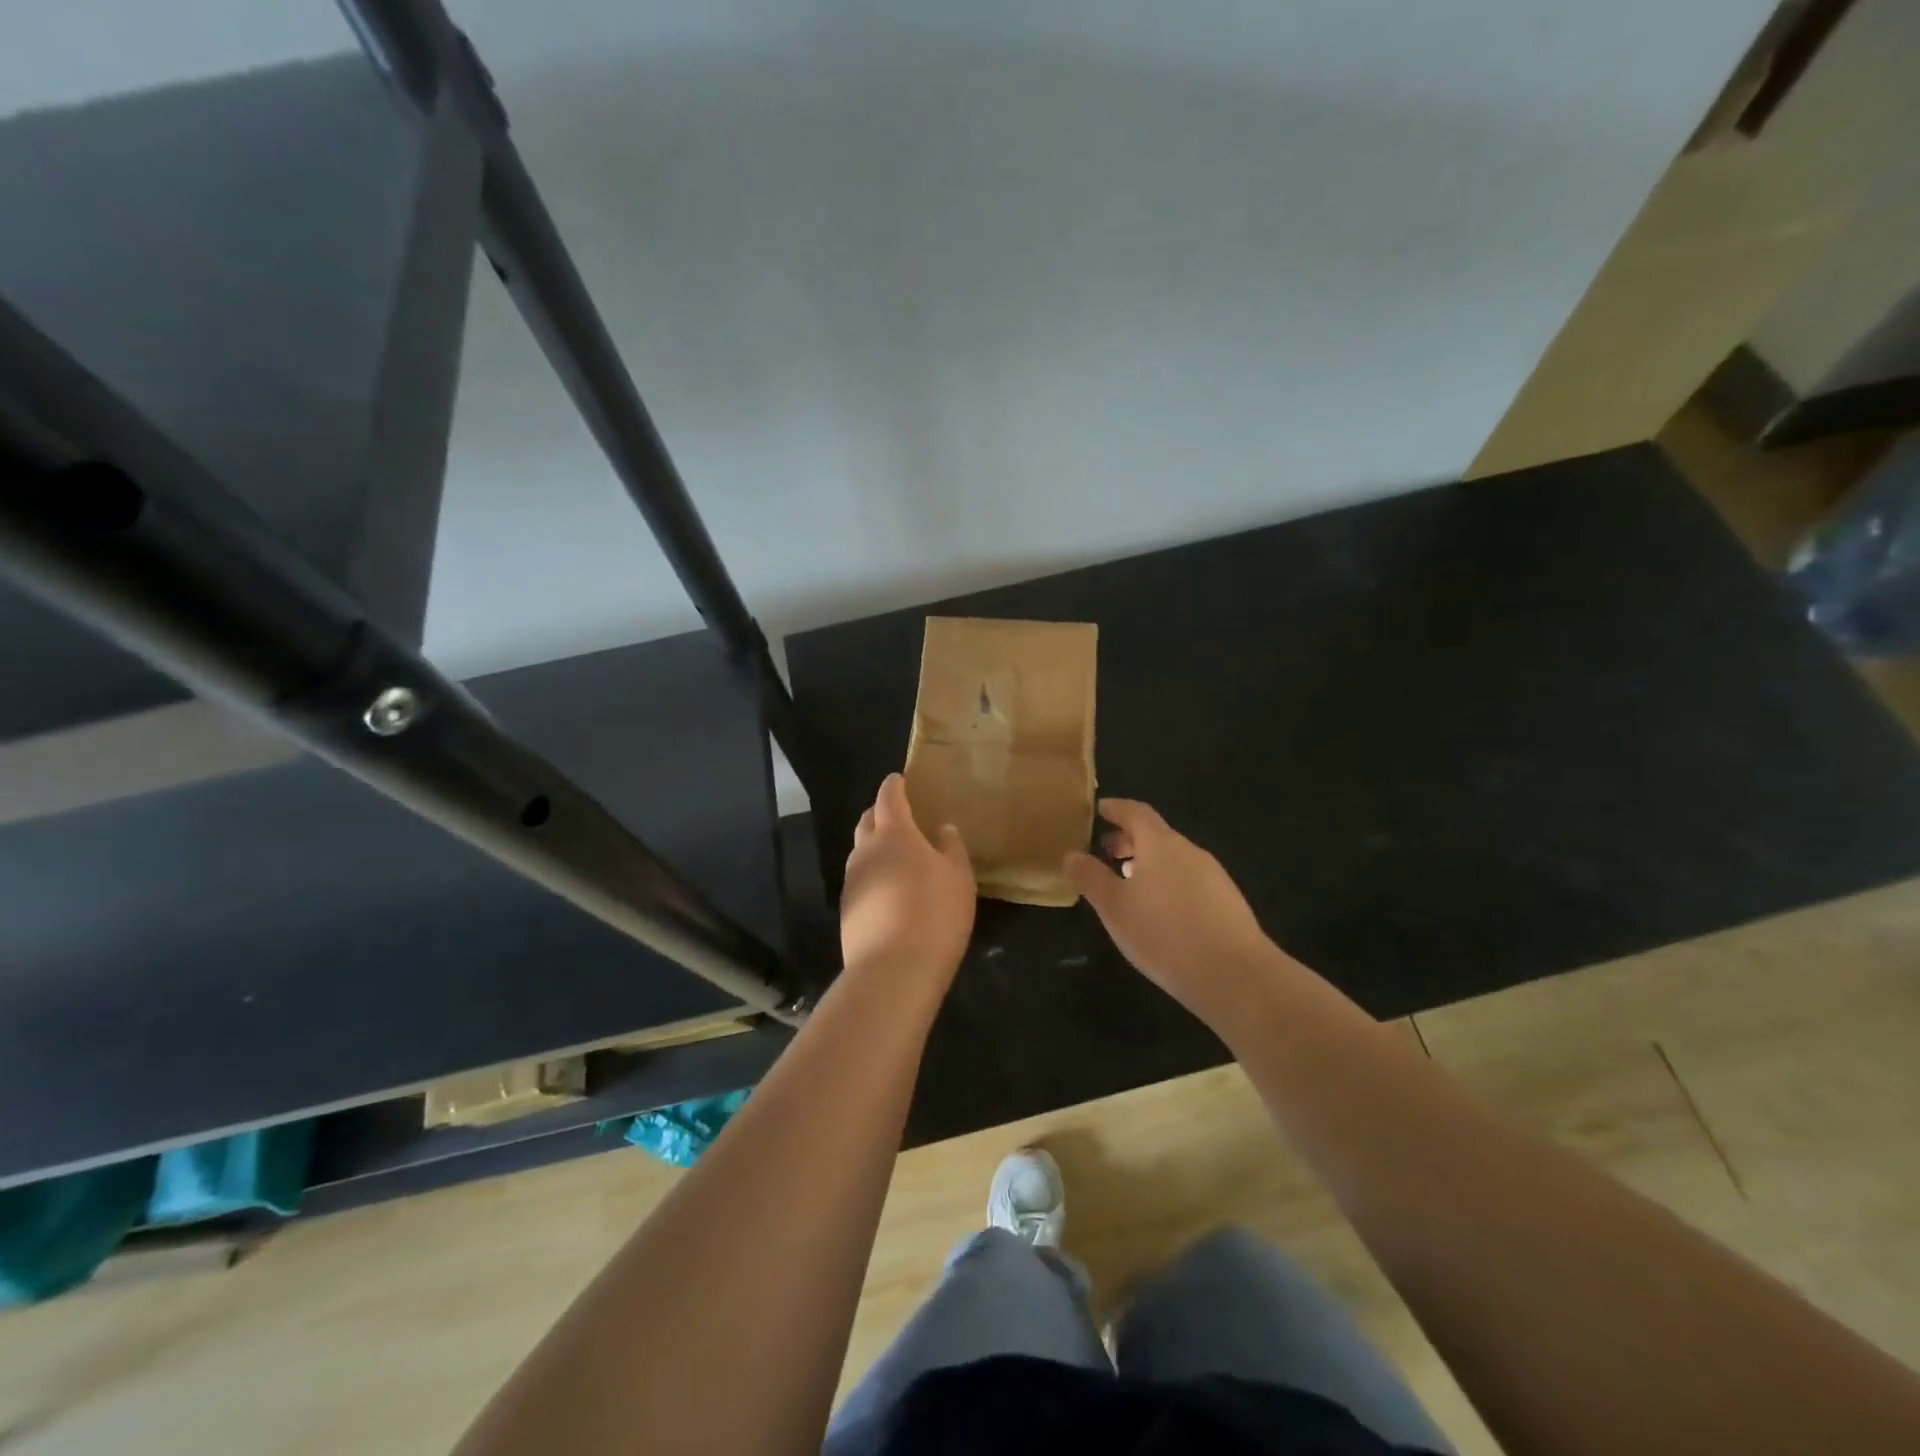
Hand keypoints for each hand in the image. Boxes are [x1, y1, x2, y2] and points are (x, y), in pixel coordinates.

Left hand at [841, 773, 975, 982]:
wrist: (892, 970)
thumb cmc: (934, 914)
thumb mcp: (959, 877)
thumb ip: (951, 848)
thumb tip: (943, 828)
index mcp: (894, 834)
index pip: (889, 798)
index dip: (894, 786)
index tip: (898, 778)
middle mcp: (866, 851)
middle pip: (867, 820)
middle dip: (879, 811)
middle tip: (898, 812)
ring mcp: (852, 881)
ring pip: (860, 851)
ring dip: (874, 844)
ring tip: (895, 852)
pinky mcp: (847, 909)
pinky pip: (860, 878)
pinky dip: (873, 872)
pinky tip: (888, 888)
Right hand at [1066, 799, 1283, 1013]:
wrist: (1234, 974)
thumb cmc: (1164, 933)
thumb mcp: (1115, 907)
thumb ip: (1091, 878)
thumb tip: (1071, 855)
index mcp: (1160, 844)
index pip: (1135, 812)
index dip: (1115, 808)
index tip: (1099, 809)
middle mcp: (1189, 851)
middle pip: (1156, 835)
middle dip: (1129, 839)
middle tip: (1106, 851)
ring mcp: (1213, 875)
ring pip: (1173, 859)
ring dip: (1148, 863)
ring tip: (1129, 883)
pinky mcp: (1227, 901)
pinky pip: (1189, 880)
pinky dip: (1168, 882)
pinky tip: (1161, 910)